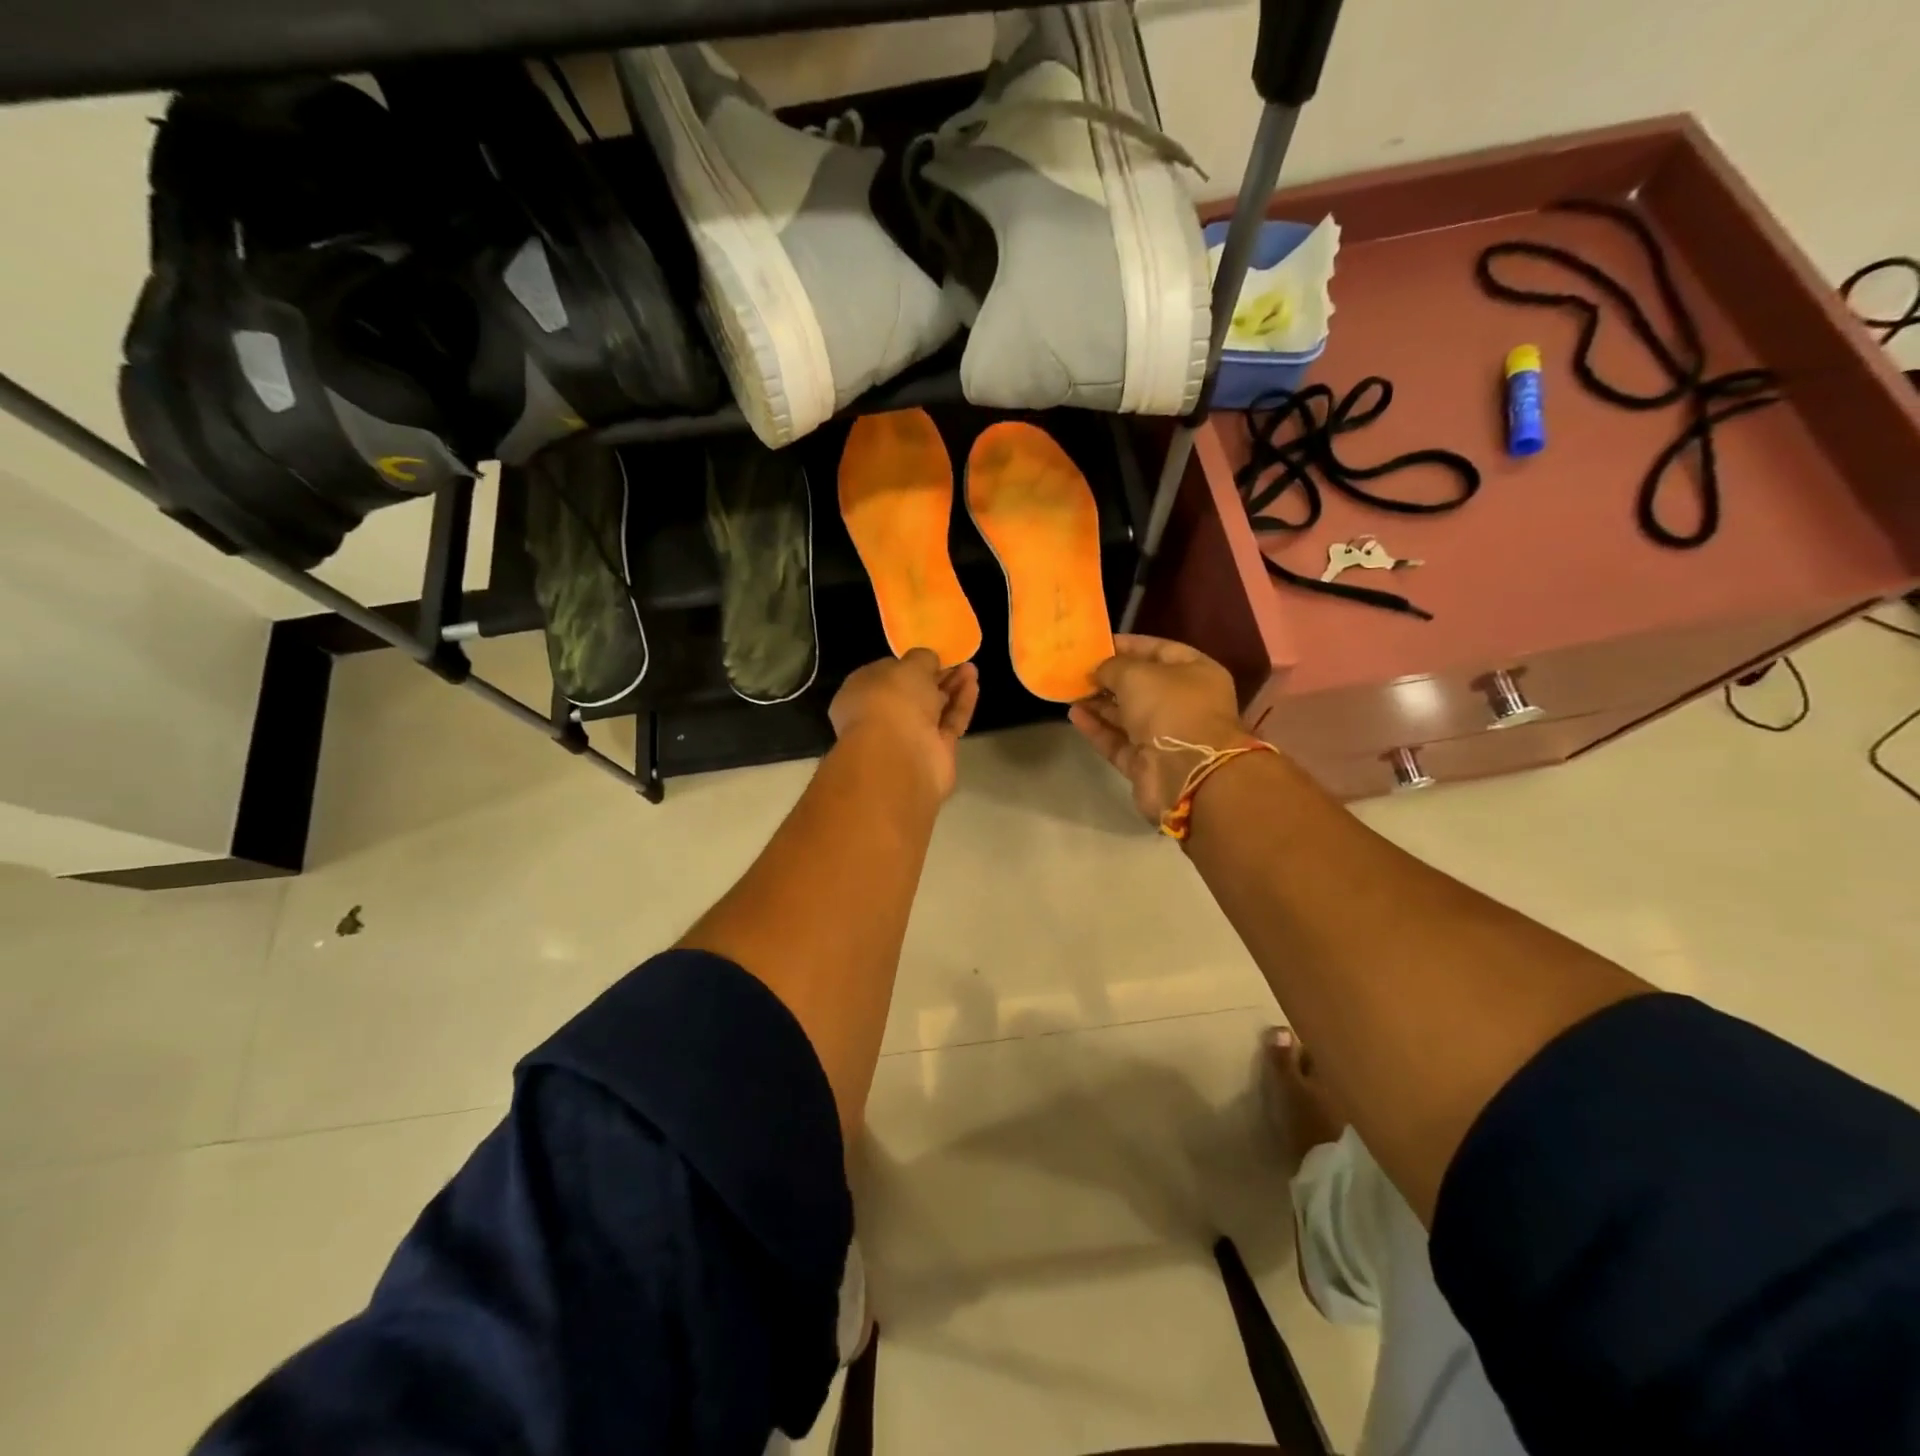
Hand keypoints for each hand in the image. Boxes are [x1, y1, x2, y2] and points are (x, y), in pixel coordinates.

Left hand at [830, 649, 980, 800]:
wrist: (899, 756)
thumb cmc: (891, 700)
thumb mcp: (907, 666)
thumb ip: (921, 659)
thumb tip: (928, 661)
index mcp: (861, 693)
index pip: (885, 675)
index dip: (908, 665)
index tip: (929, 655)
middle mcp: (882, 717)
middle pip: (913, 694)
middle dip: (935, 676)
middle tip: (957, 660)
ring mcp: (908, 737)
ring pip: (933, 709)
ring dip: (952, 688)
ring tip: (971, 668)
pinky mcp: (934, 752)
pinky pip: (949, 723)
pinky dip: (961, 704)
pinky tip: (974, 685)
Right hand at [1069, 634, 1250, 822]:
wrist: (1186, 773)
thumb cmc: (1169, 708)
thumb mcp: (1137, 674)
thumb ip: (1112, 667)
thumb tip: (1097, 671)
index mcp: (1195, 673)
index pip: (1160, 650)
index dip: (1129, 645)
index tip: (1096, 644)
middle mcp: (1184, 703)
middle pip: (1142, 685)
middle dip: (1109, 677)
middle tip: (1077, 669)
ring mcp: (1165, 735)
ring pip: (1127, 715)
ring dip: (1099, 703)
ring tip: (1069, 690)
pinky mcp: (1146, 763)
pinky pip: (1118, 741)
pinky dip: (1097, 728)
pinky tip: (1073, 714)